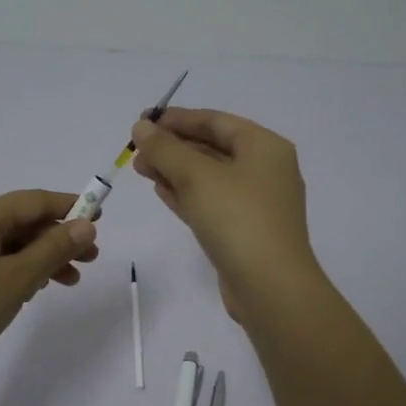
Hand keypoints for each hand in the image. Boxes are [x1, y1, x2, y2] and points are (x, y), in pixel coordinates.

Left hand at [0, 189, 99, 381]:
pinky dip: (15, 267)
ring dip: (39, 257)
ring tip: (67, 281)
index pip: (35, 201)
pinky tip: (31, 289)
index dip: (70, 208)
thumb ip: (54, 249)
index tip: (100, 219)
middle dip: (57, 239)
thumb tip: (86, 224)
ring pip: (6, 242)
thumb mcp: (17, 279)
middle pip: (21, 221)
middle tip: (90, 260)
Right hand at [130, 108, 322, 322]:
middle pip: (212, 149)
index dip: (177, 119)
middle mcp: (265, 170)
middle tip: (136, 151)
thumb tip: (141, 128)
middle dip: (173, 148)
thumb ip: (166, 149)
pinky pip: (211, 203)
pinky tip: (161, 191)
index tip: (142, 122)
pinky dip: (186, 195)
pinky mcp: (244, 231)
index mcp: (264, 147)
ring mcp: (256, 203)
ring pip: (209, 178)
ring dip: (175, 171)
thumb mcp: (197, 176)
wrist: (270, 286)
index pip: (215, 121)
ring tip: (140, 169)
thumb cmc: (237, 219)